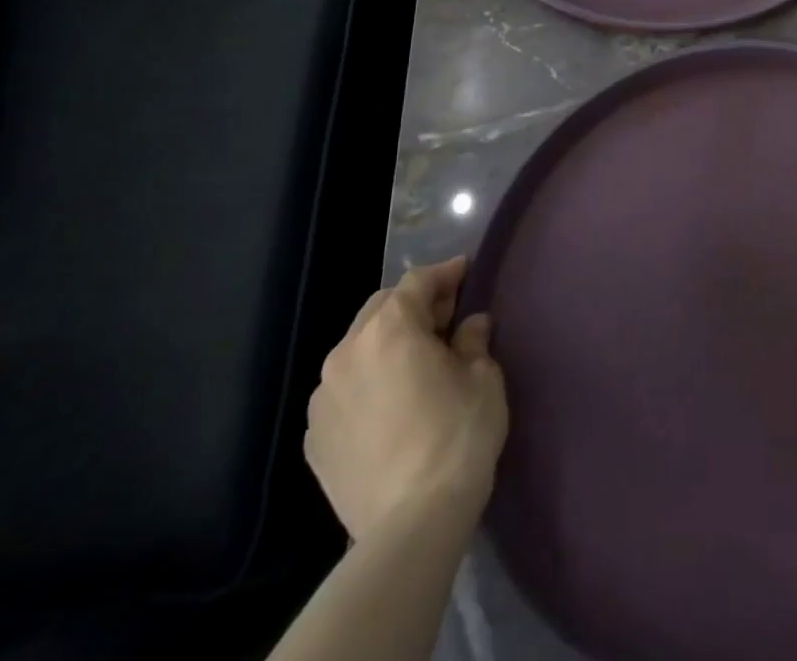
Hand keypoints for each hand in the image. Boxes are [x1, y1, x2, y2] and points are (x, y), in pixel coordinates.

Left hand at [306, 257, 507, 540]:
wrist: (411, 525)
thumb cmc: (457, 435)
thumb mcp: (483, 377)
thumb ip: (472, 340)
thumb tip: (469, 325)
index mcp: (390, 329)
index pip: (418, 282)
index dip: (445, 273)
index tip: (467, 272)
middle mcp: (346, 353)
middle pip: (381, 308)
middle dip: (413, 305)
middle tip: (446, 318)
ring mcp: (322, 399)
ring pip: (357, 348)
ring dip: (386, 343)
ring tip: (415, 362)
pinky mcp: (314, 439)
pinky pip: (343, 390)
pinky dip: (367, 382)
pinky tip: (391, 403)